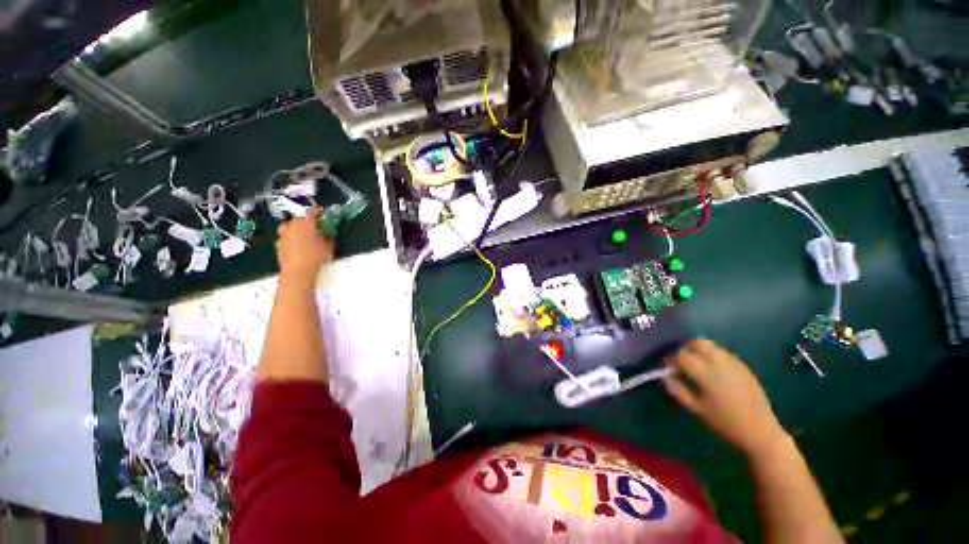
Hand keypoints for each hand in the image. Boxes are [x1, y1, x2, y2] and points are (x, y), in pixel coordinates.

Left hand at [275, 209, 333, 281]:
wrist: (298, 270)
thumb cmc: (316, 256)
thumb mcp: (328, 247)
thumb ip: (328, 238)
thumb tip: (329, 235)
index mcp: (306, 224)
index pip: (311, 212)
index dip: (317, 211)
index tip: (321, 211)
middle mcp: (293, 226)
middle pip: (298, 218)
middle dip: (305, 219)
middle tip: (313, 224)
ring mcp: (284, 235)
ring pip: (288, 226)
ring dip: (294, 227)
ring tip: (301, 232)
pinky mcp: (279, 244)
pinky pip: (284, 237)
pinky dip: (289, 238)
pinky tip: (295, 244)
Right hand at [663, 339, 788, 459]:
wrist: (760, 431)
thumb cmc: (724, 422)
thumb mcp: (696, 409)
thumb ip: (677, 389)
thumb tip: (664, 375)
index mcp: (707, 374)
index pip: (682, 355)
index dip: (671, 359)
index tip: (667, 367)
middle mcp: (720, 363)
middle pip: (698, 343)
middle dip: (686, 349)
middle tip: (682, 362)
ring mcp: (734, 363)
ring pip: (711, 346)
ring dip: (699, 351)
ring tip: (697, 365)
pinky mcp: (744, 366)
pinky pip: (723, 353)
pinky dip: (713, 356)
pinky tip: (713, 370)